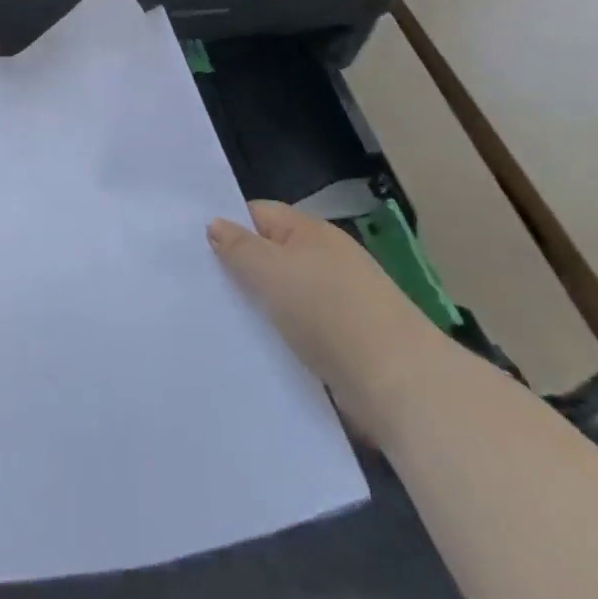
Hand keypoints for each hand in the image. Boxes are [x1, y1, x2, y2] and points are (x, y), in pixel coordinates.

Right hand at [208, 201, 446, 441]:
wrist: (402, 385)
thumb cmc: (329, 313)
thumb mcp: (271, 272)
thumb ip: (239, 247)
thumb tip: (215, 223)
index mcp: (310, 231)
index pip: (259, 213)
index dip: (229, 225)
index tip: (195, 249)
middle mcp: (328, 259)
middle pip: (273, 255)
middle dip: (243, 271)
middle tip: (203, 288)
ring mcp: (343, 302)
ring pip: (288, 297)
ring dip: (263, 310)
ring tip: (224, 324)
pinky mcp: (351, 344)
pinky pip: (305, 333)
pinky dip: (286, 341)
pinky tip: (263, 354)